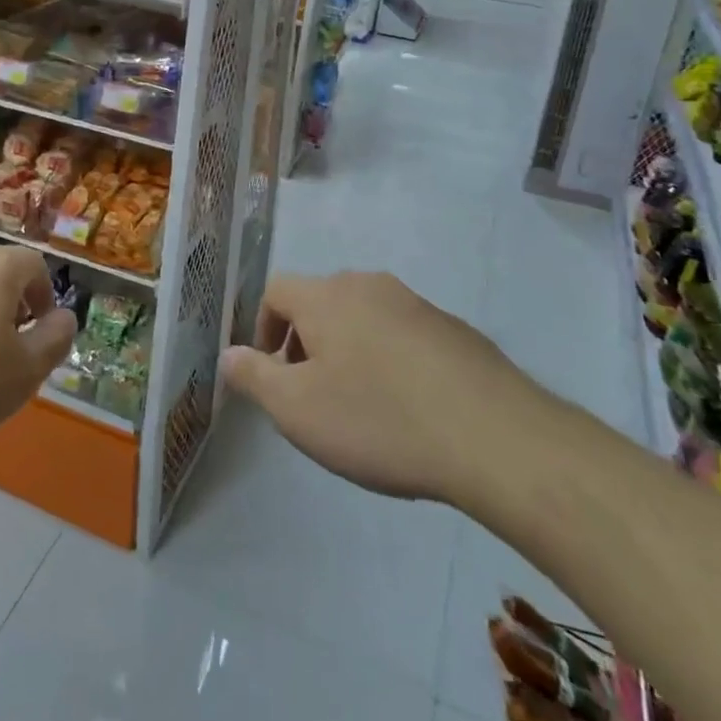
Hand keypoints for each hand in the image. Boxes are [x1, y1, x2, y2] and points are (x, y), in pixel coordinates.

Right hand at [221, 272, 534, 505]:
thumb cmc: (378, 419)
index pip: (276, 290)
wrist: (492, 435)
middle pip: (320, 302)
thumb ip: (254, 377)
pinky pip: (401, 334)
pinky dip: (388, 359)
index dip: (262, 328)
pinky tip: (407, 407)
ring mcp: (415, 303)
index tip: (272, 374)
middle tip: (312, 395)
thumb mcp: (298, 410)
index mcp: (326, 296)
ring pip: (362, 317)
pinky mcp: (452, 328)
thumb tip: (228, 354)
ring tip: (360, 405)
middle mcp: (368, 285)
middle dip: (305, 343)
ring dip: (347, 351)